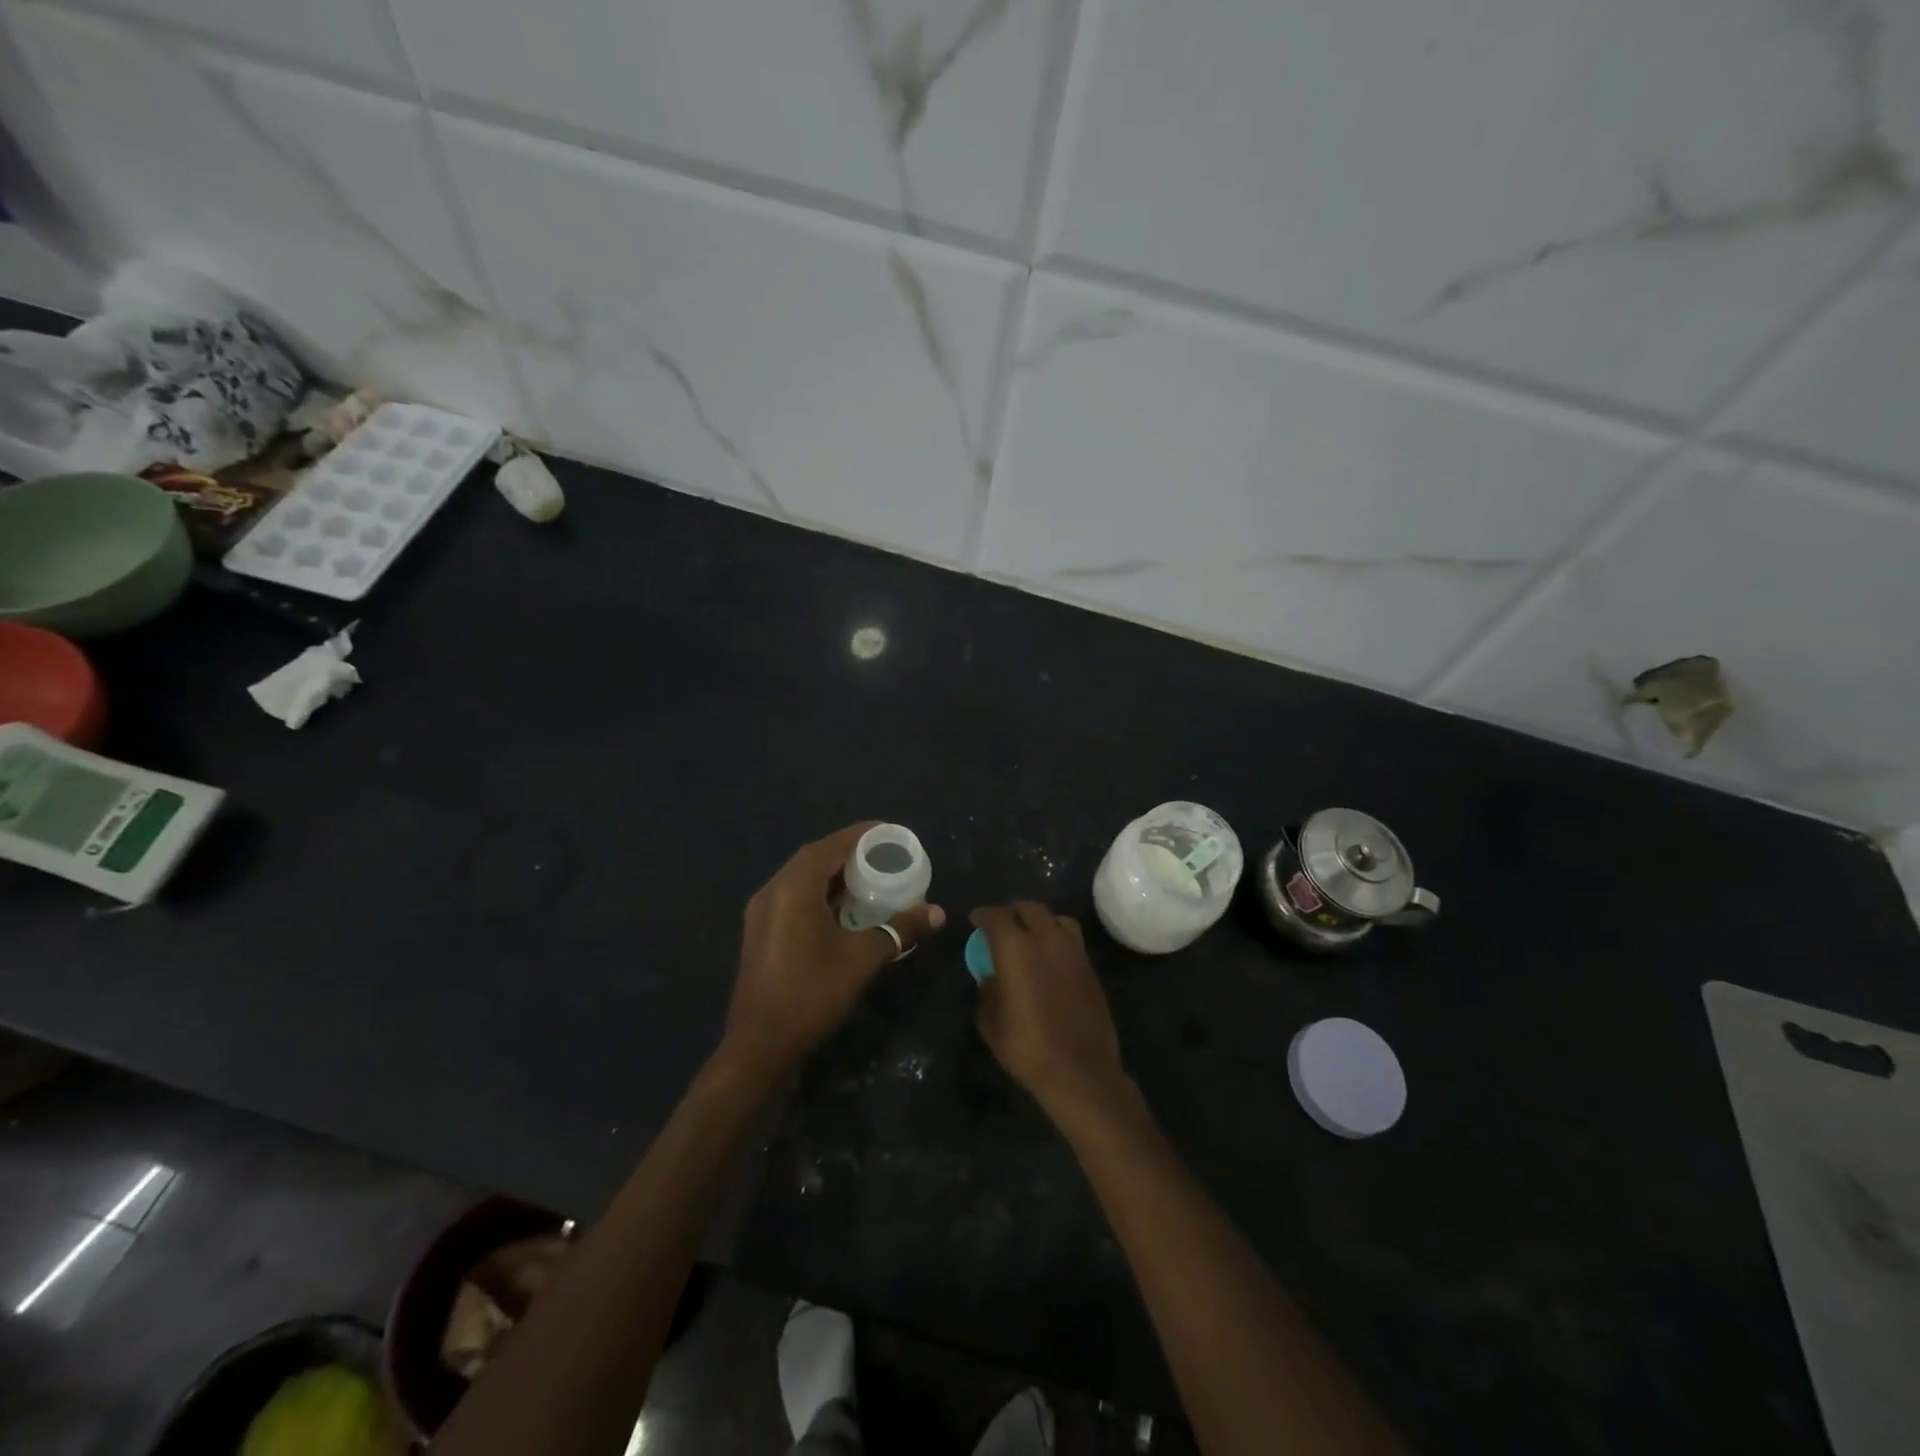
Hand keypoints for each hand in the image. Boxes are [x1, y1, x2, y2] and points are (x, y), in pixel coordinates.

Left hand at [723, 823, 944, 1078]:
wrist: (760, 1045)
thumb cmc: (812, 993)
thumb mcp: (863, 958)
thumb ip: (899, 929)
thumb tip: (938, 912)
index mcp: (794, 887)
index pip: (832, 845)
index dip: (862, 835)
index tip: (891, 833)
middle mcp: (773, 890)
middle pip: (815, 857)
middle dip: (850, 852)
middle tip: (885, 855)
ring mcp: (762, 912)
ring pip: (802, 878)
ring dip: (834, 873)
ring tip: (869, 877)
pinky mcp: (761, 931)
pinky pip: (794, 896)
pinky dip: (820, 892)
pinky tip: (843, 908)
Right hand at [972, 902, 1129, 1124]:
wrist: (1081, 1072)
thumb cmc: (1027, 1048)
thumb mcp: (992, 1024)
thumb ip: (988, 993)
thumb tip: (991, 979)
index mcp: (1016, 949)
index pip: (996, 916)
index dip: (983, 916)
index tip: (975, 921)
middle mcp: (1047, 940)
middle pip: (1029, 908)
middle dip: (1012, 912)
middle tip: (1002, 926)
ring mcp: (1074, 952)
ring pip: (1056, 919)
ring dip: (1040, 921)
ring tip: (1030, 937)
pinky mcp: (1091, 969)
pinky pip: (1072, 941)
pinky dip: (1057, 940)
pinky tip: (1050, 960)